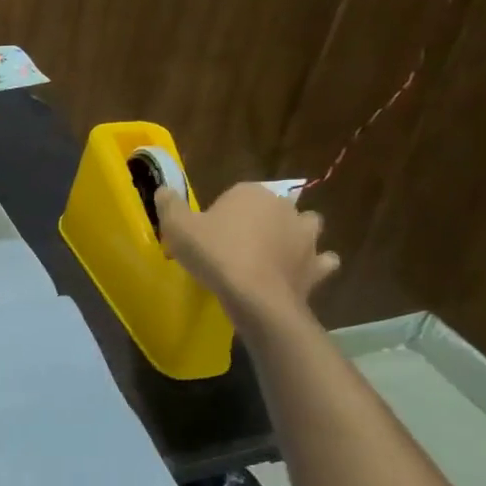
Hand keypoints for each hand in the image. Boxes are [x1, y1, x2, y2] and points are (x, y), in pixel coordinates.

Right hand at [154, 182, 339, 321]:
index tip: (210, 232)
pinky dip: (314, 265)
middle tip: (239, 243)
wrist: (255, 295)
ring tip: (273, 254)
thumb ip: (169, 206)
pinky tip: (298, 273)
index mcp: (251, 193)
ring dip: (294, 236)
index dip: (224, 212)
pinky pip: (322, 261)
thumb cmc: (215, 255)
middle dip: (262, 220)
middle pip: (273, 207)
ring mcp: (306, 236)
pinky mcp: (317, 265)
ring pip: (305, 227)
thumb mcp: (178, 228)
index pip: (237, 194)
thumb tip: (163, 190)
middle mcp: (284, 207)